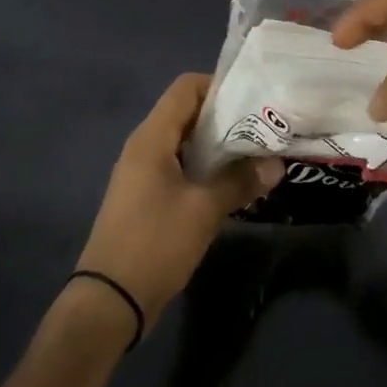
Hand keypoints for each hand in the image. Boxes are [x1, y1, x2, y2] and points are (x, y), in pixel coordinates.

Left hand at [75, 74, 282, 334]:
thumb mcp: (204, 210)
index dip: (220, 86)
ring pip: (187, 144)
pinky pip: (182, 169)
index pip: (186, 88)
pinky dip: (208, 170)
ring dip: (220, 148)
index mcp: (152, 138)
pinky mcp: (148, 198)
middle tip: (265, 129)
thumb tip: (276, 165)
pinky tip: (236, 187)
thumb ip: (240, 181)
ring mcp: (144, 174)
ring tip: (258, 156)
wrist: (110, 301)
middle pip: (188, 114)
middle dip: (227, 118)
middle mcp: (145, 147)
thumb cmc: (154, 243)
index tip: (255, 101)